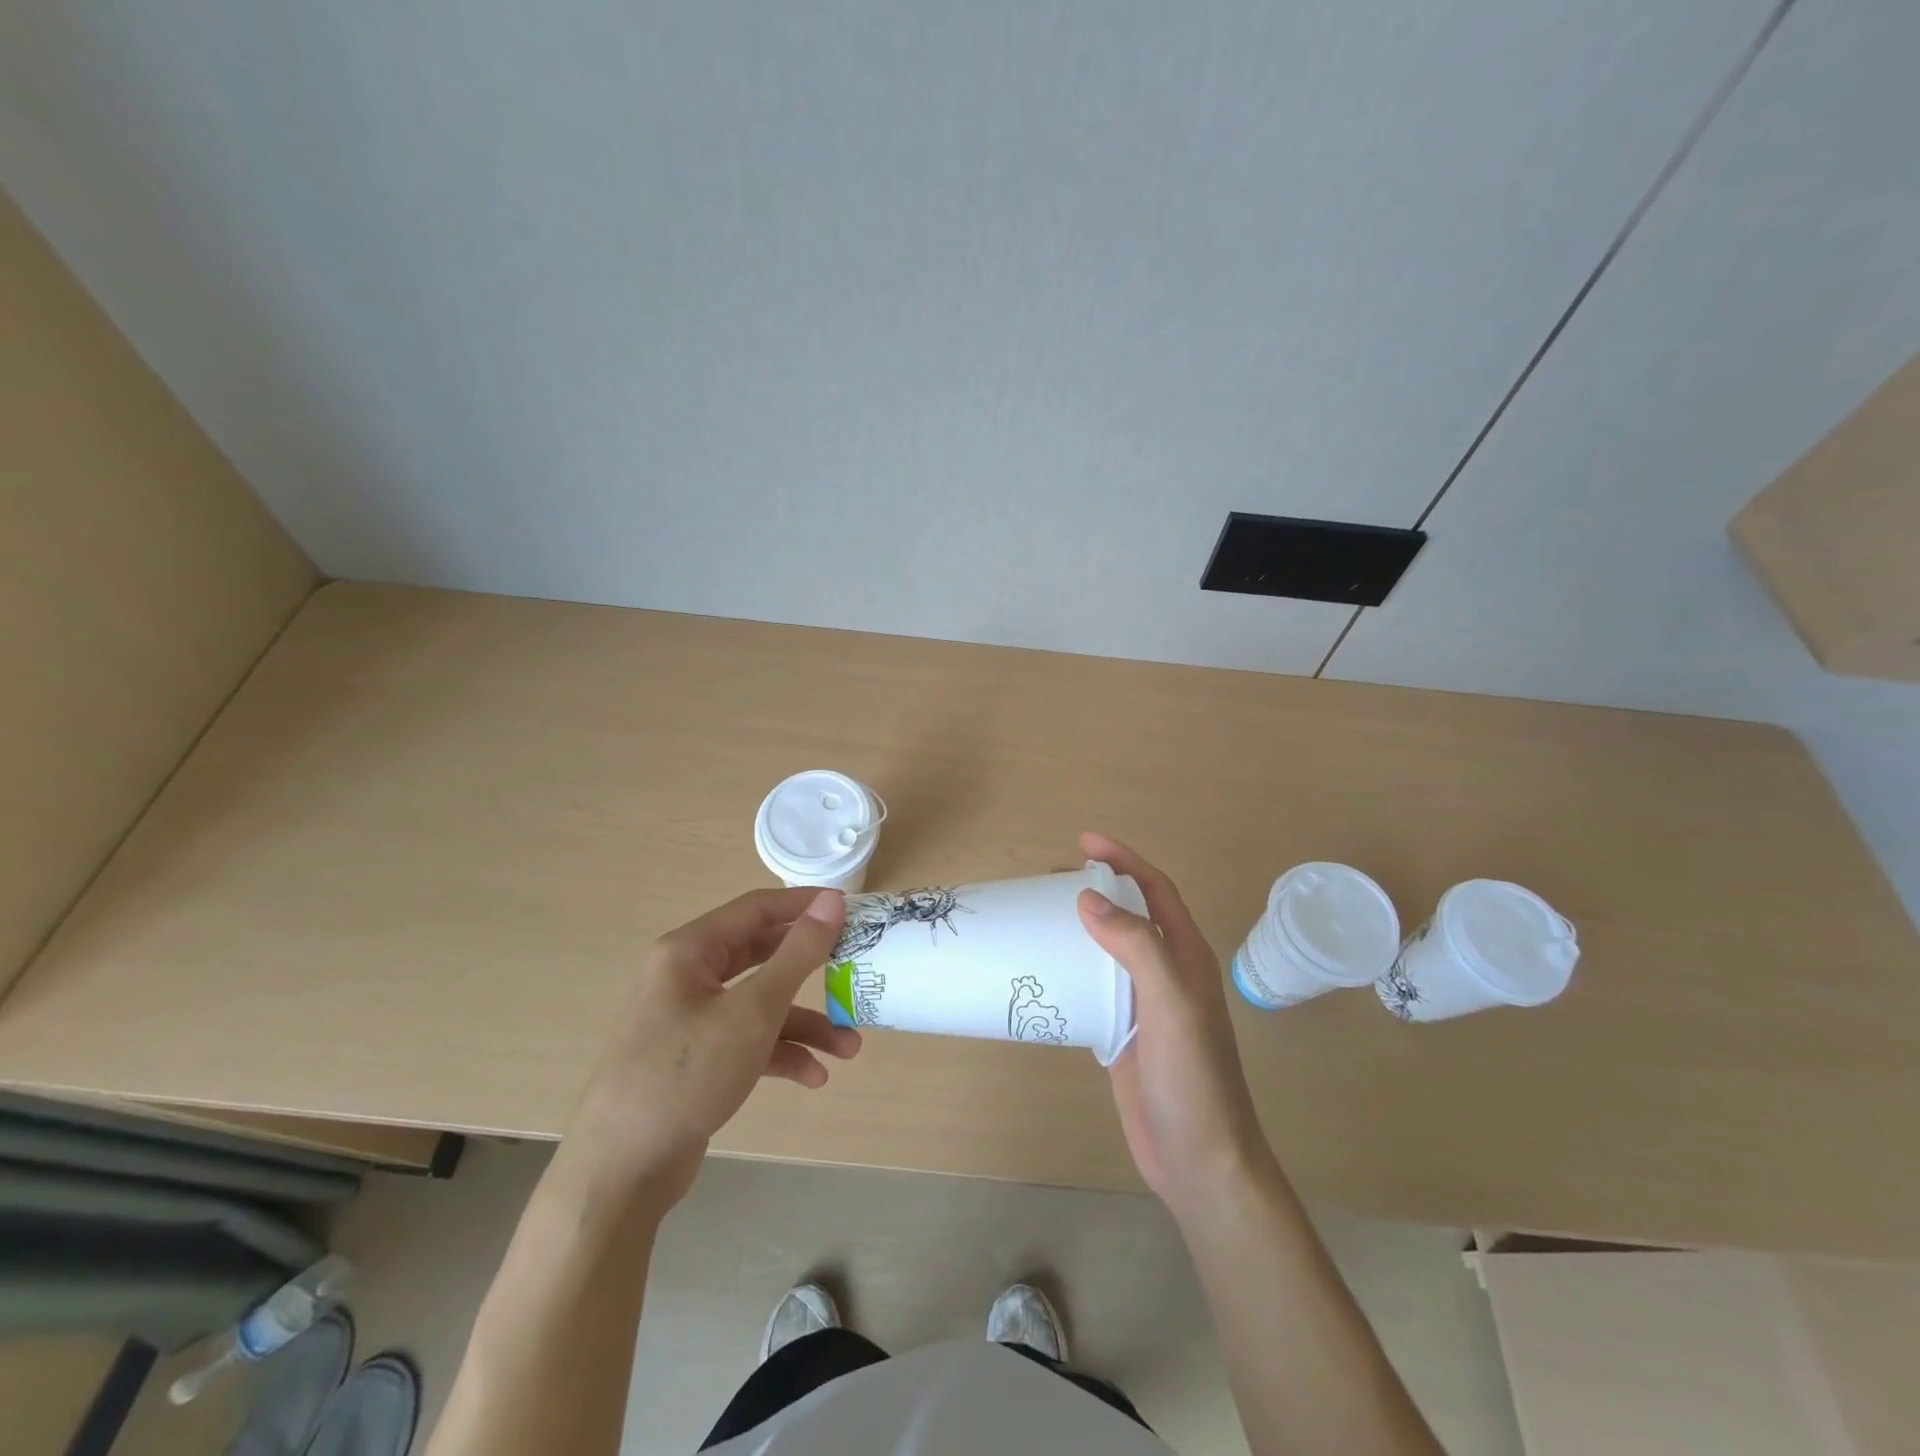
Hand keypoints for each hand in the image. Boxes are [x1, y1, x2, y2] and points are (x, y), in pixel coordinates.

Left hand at [558, 888, 859, 1212]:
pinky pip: (745, 1040)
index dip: (805, 905)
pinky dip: (779, 1053)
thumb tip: (832, 901)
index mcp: (689, 951)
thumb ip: (798, 953)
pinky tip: (814, 1077)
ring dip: (804, 1024)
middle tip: (854, 968)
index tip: (852, 910)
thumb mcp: (753, 1011)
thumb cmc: (687, 1074)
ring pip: (758, 1005)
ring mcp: (688, 1019)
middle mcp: (686, 976)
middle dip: (812, 972)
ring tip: (849, 1048)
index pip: (757, 908)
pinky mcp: (694, 1058)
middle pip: (761, 956)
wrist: (620, 1173)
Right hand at [1077, 833, 1272, 1216]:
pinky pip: (1094, 986)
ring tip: (1039, 916)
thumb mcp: (1171, 1004)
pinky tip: (1044, 971)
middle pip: (1130, 913)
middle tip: (1049, 880)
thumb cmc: (1193, 1078)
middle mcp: (1167, 972)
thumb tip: (1088, 899)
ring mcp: (1144, 1004)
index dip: (1124, 860)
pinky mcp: (1122, 1032)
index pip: (1156, 890)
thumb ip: (1136, 946)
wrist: (1199, 1161)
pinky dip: (1071, 968)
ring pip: (1109, 949)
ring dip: (1080, 927)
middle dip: (1096, 887)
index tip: (1084, 842)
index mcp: (1186, 956)